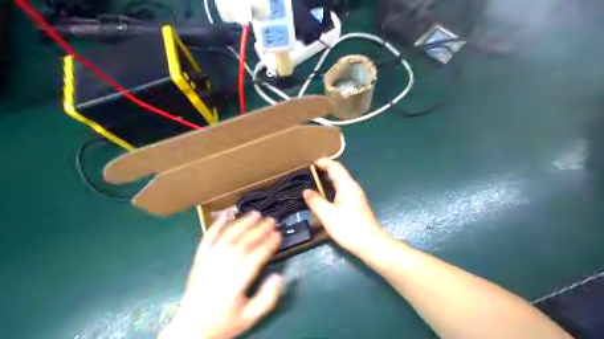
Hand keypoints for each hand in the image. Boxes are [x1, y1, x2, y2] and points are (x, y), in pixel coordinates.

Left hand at [161, 212, 283, 338]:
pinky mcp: (199, 259)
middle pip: (244, 243)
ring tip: (255, 214)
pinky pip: (208, 238)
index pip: (256, 257)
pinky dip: (216, 225)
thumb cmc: (223, 323)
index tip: (279, 235)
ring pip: (229, 236)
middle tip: (272, 220)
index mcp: (236, 282)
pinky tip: (225, 215)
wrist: (190, 330)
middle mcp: (223, 266)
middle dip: (260, 230)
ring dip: (243, 223)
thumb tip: (279, 276)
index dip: (269, 244)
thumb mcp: (250, 318)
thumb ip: (267, 298)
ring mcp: (209, 261)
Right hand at [305, 158, 383, 253]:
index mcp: (347, 185)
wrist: (370, 244)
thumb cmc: (349, 228)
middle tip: (307, 172)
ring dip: (327, 179)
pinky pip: (341, 189)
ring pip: (340, 181)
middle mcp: (352, 187)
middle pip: (338, 172)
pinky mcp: (355, 204)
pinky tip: (324, 195)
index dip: (322, 162)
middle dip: (323, 169)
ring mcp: (355, 196)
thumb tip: (306, 191)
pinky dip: (331, 187)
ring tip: (312, 181)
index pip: (335, 167)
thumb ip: (315, 201)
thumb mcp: (327, 215)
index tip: (309, 163)